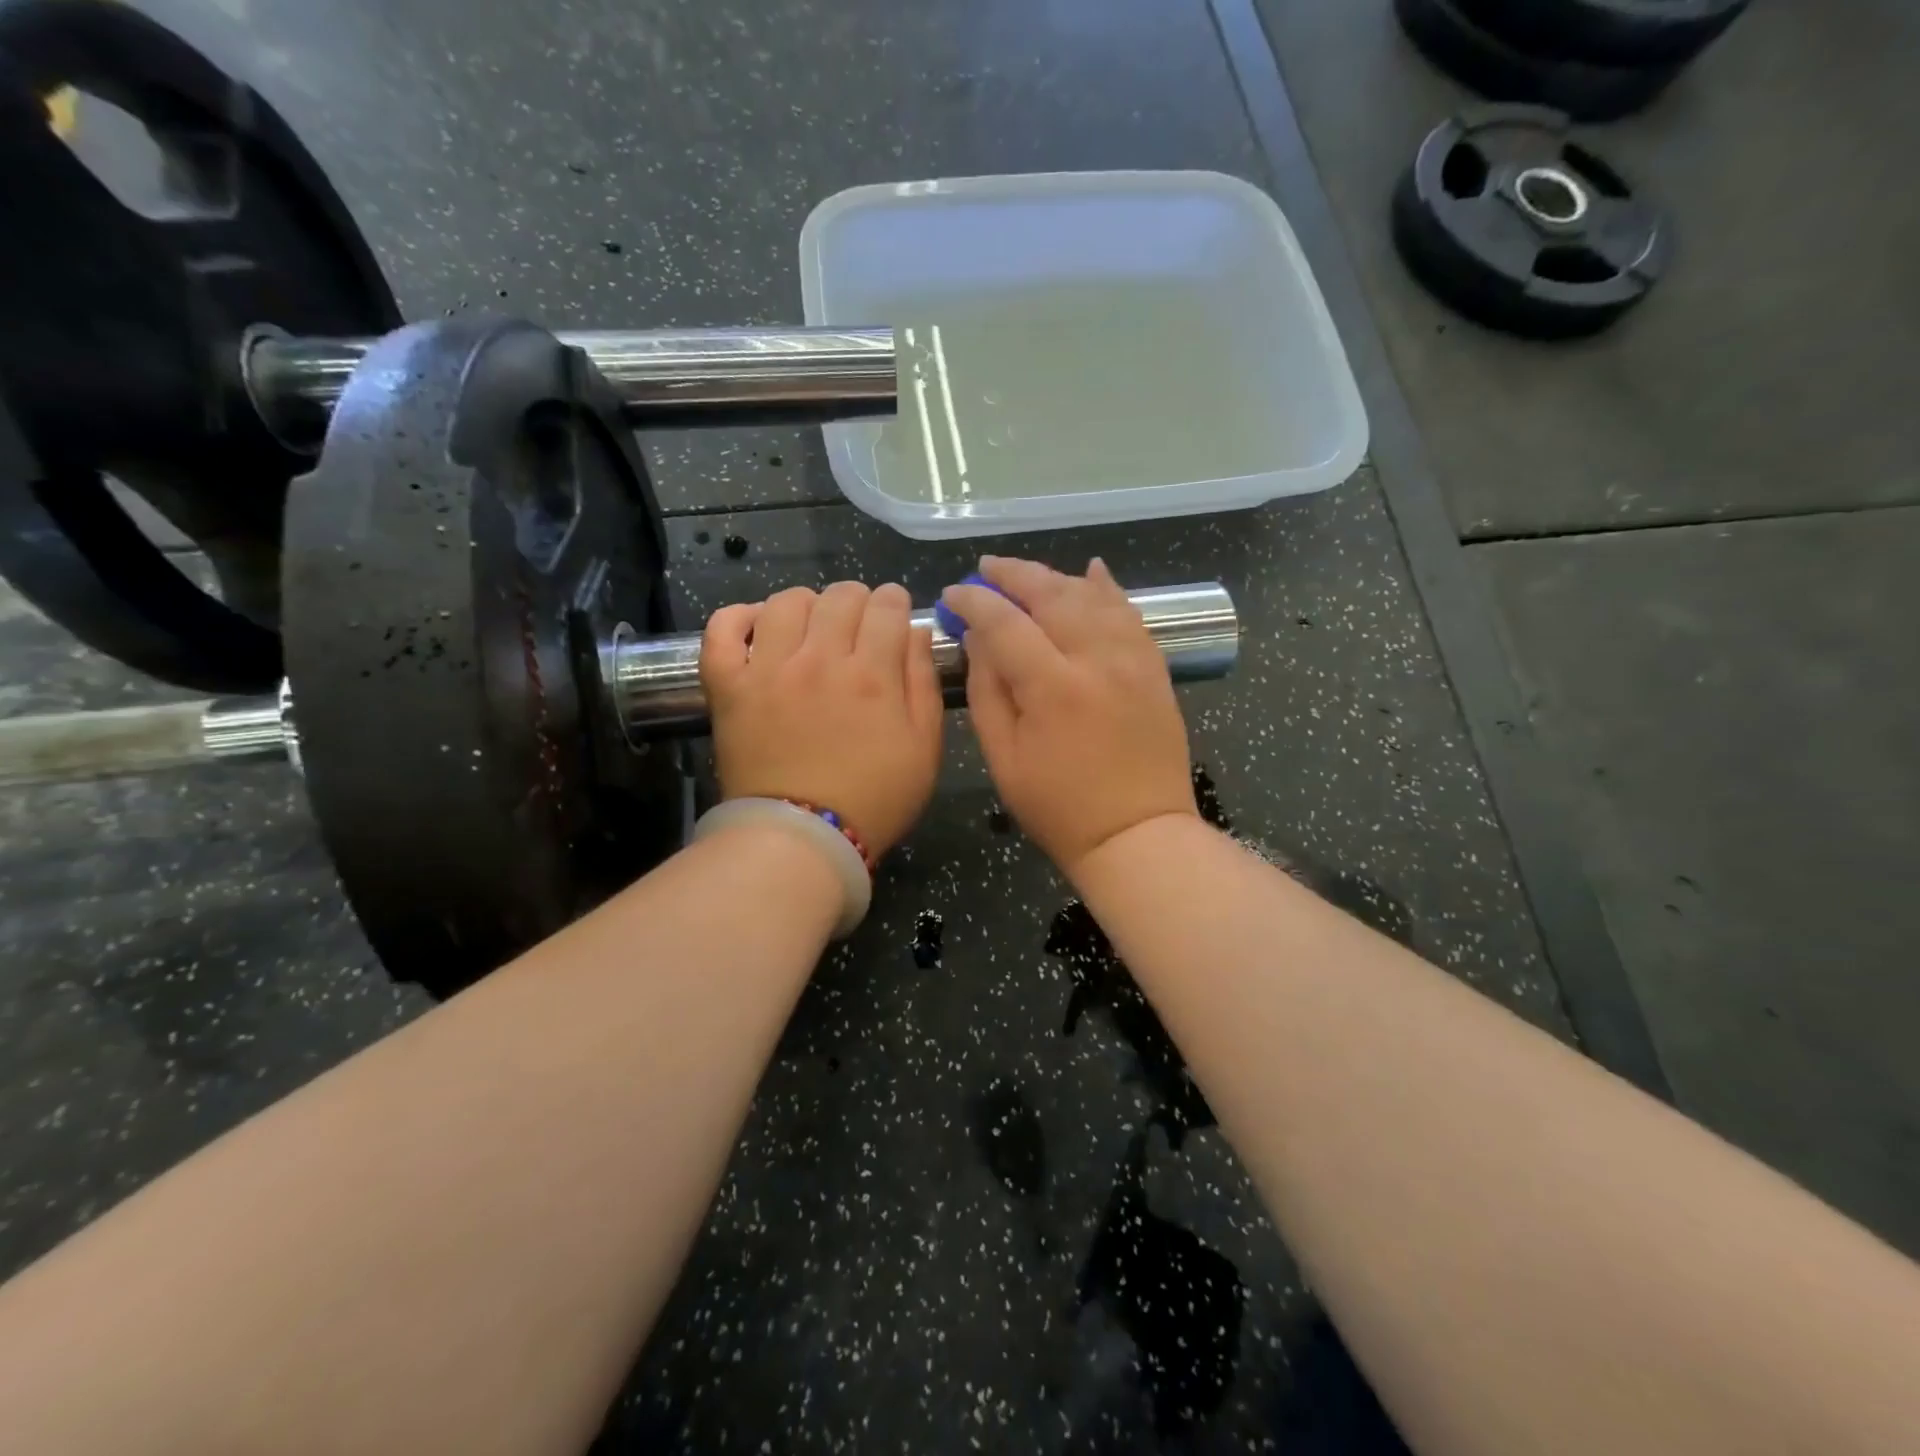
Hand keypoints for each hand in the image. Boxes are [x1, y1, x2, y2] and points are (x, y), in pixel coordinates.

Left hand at [702, 582, 942, 857]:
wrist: (800, 840)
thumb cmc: (874, 800)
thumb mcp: (924, 749)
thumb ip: (923, 684)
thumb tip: (915, 632)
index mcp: (872, 674)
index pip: (886, 606)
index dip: (895, 602)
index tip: (895, 615)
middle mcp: (820, 659)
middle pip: (839, 596)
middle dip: (858, 600)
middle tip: (858, 624)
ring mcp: (768, 669)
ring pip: (786, 602)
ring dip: (807, 604)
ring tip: (811, 627)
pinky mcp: (728, 685)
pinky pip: (722, 628)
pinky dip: (739, 617)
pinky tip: (758, 627)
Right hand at [943, 556, 1196, 879]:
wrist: (1138, 834)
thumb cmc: (1059, 808)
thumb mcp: (1004, 758)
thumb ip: (987, 691)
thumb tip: (977, 639)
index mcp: (1053, 688)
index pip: (1005, 622)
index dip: (974, 601)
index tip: (953, 594)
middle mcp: (1097, 660)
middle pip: (1052, 595)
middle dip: (1014, 575)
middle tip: (987, 568)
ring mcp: (1133, 660)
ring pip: (1092, 596)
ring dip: (1056, 578)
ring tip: (1027, 575)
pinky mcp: (1154, 669)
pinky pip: (1130, 614)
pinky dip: (1108, 589)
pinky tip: (1092, 572)